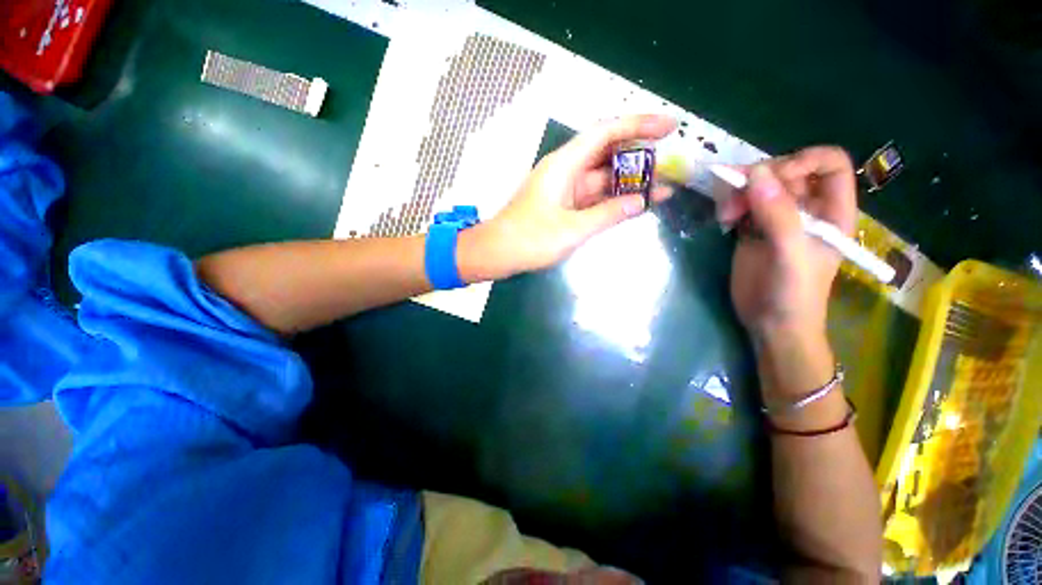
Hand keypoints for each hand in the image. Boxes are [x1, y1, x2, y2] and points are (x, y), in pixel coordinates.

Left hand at [462, 115, 675, 279]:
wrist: (497, 253)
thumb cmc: (529, 240)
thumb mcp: (572, 229)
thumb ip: (607, 214)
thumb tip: (640, 202)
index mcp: (564, 165)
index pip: (606, 133)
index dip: (639, 125)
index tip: (669, 127)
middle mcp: (566, 170)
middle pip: (607, 153)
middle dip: (640, 155)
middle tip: (671, 163)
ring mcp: (564, 188)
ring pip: (602, 177)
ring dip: (629, 181)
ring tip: (662, 187)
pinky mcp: (563, 204)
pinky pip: (593, 195)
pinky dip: (613, 199)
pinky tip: (633, 203)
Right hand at [727, 147, 857, 343]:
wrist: (771, 324)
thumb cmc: (794, 294)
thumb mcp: (791, 254)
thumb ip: (778, 214)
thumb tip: (754, 173)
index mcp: (831, 210)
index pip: (827, 164)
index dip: (802, 162)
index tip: (772, 179)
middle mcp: (806, 209)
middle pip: (785, 171)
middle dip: (759, 178)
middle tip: (733, 196)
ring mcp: (777, 219)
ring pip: (759, 186)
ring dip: (737, 193)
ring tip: (725, 215)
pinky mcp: (752, 230)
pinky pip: (741, 204)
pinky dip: (729, 205)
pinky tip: (723, 220)